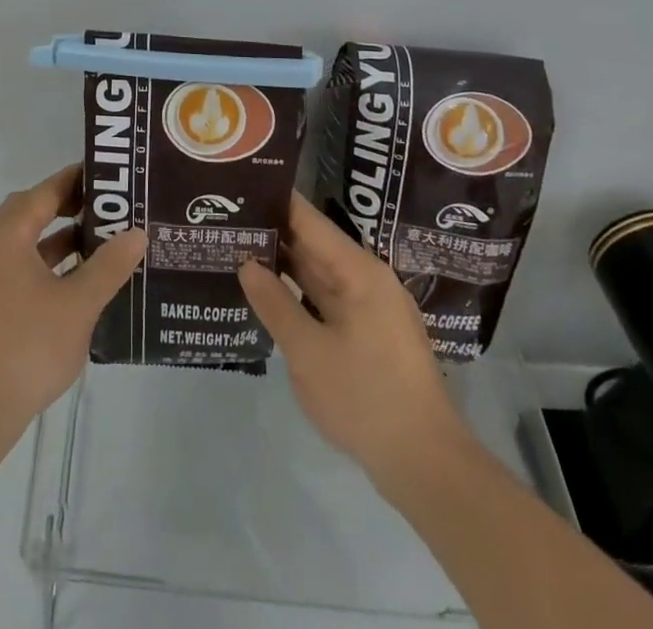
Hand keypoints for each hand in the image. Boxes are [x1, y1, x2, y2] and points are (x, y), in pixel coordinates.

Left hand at [0, 165, 146, 453]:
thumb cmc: (28, 346)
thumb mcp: (78, 304)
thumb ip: (109, 265)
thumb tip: (137, 233)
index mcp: (7, 236)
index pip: (44, 192)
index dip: (75, 180)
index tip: (108, 174)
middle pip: (31, 212)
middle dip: (68, 206)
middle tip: (107, 207)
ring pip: (27, 242)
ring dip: (59, 238)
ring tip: (101, 240)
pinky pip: (22, 267)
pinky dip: (49, 264)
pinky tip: (79, 281)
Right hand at [238, 193, 474, 502]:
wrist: (425, 465)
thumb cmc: (366, 398)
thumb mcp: (308, 352)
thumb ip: (274, 303)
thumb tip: (246, 263)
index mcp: (359, 272)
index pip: (309, 220)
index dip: (275, 201)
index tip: (239, 187)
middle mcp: (367, 280)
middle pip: (314, 244)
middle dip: (272, 233)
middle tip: (227, 219)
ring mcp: (370, 309)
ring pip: (319, 274)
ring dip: (283, 265)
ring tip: (237, 249)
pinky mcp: (369, 336)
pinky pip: (327, 300)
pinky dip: (298, 294)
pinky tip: (268, 294)